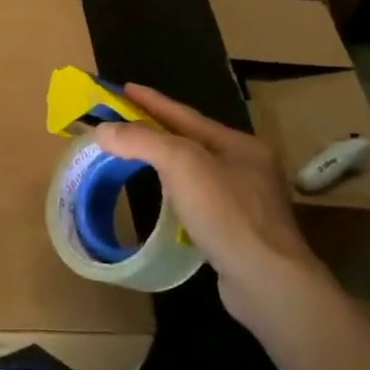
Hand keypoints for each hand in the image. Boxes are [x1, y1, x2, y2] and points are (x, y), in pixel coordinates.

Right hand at [91, 84, 328, 329]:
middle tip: (124, 123)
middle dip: (159, 130)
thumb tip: (103, 130)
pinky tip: (165, 202)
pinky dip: (177, 194)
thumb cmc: (226, 213)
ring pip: (197, 172)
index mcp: (239, 145)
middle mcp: (247, 168)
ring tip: (138, 158)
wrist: (266, 280)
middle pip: (193, 141)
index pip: (186, 115)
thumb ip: (143, 141)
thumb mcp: (182, 165)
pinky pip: (200, 201)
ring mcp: (247, 202)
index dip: (152, 101)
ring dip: (167, 163)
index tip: (123, 88)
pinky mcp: (238, 233)